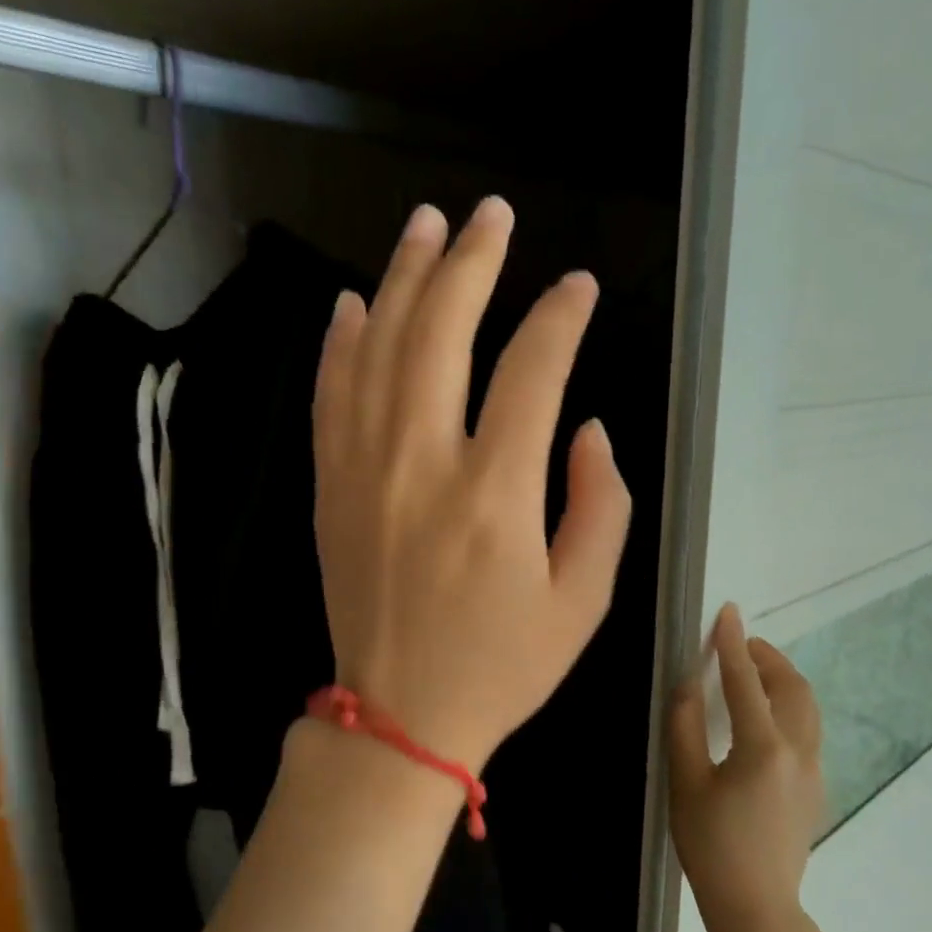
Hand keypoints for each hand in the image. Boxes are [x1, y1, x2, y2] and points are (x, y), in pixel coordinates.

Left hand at [312, 197, 632, 770]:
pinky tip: (353, 301)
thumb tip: (585, 426)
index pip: (533, 370)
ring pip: (378, 347)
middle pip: (442, 332)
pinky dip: (339, 342)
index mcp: (496, 495)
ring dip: (402, 279)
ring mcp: (364, 471)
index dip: (560, 317)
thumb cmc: (501, 665)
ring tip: (425, 224)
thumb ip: (601, 506)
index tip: (578, 288)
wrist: (400, 715)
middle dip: (471, 262)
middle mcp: (423, 465)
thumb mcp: (583, 602)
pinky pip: (330, 396)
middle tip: (492, 216)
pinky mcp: (330, 487)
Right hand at [669, 604, 825, 923]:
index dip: (732, 644)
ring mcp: (813, 770)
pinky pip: (808, 729)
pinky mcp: (815, 788)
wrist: (756, 906)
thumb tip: (687, 684)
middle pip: (791, 687)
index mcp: (762, 747)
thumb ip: (685, 727)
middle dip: (767, 657)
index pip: (745, 681)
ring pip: (807, 707)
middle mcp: (797, 751)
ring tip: (755, 671)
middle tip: (740, 644)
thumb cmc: (711, 845)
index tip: (728, 612)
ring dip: (783, 679)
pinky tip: (766, 717)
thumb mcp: (686, 783)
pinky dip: (790, 705)